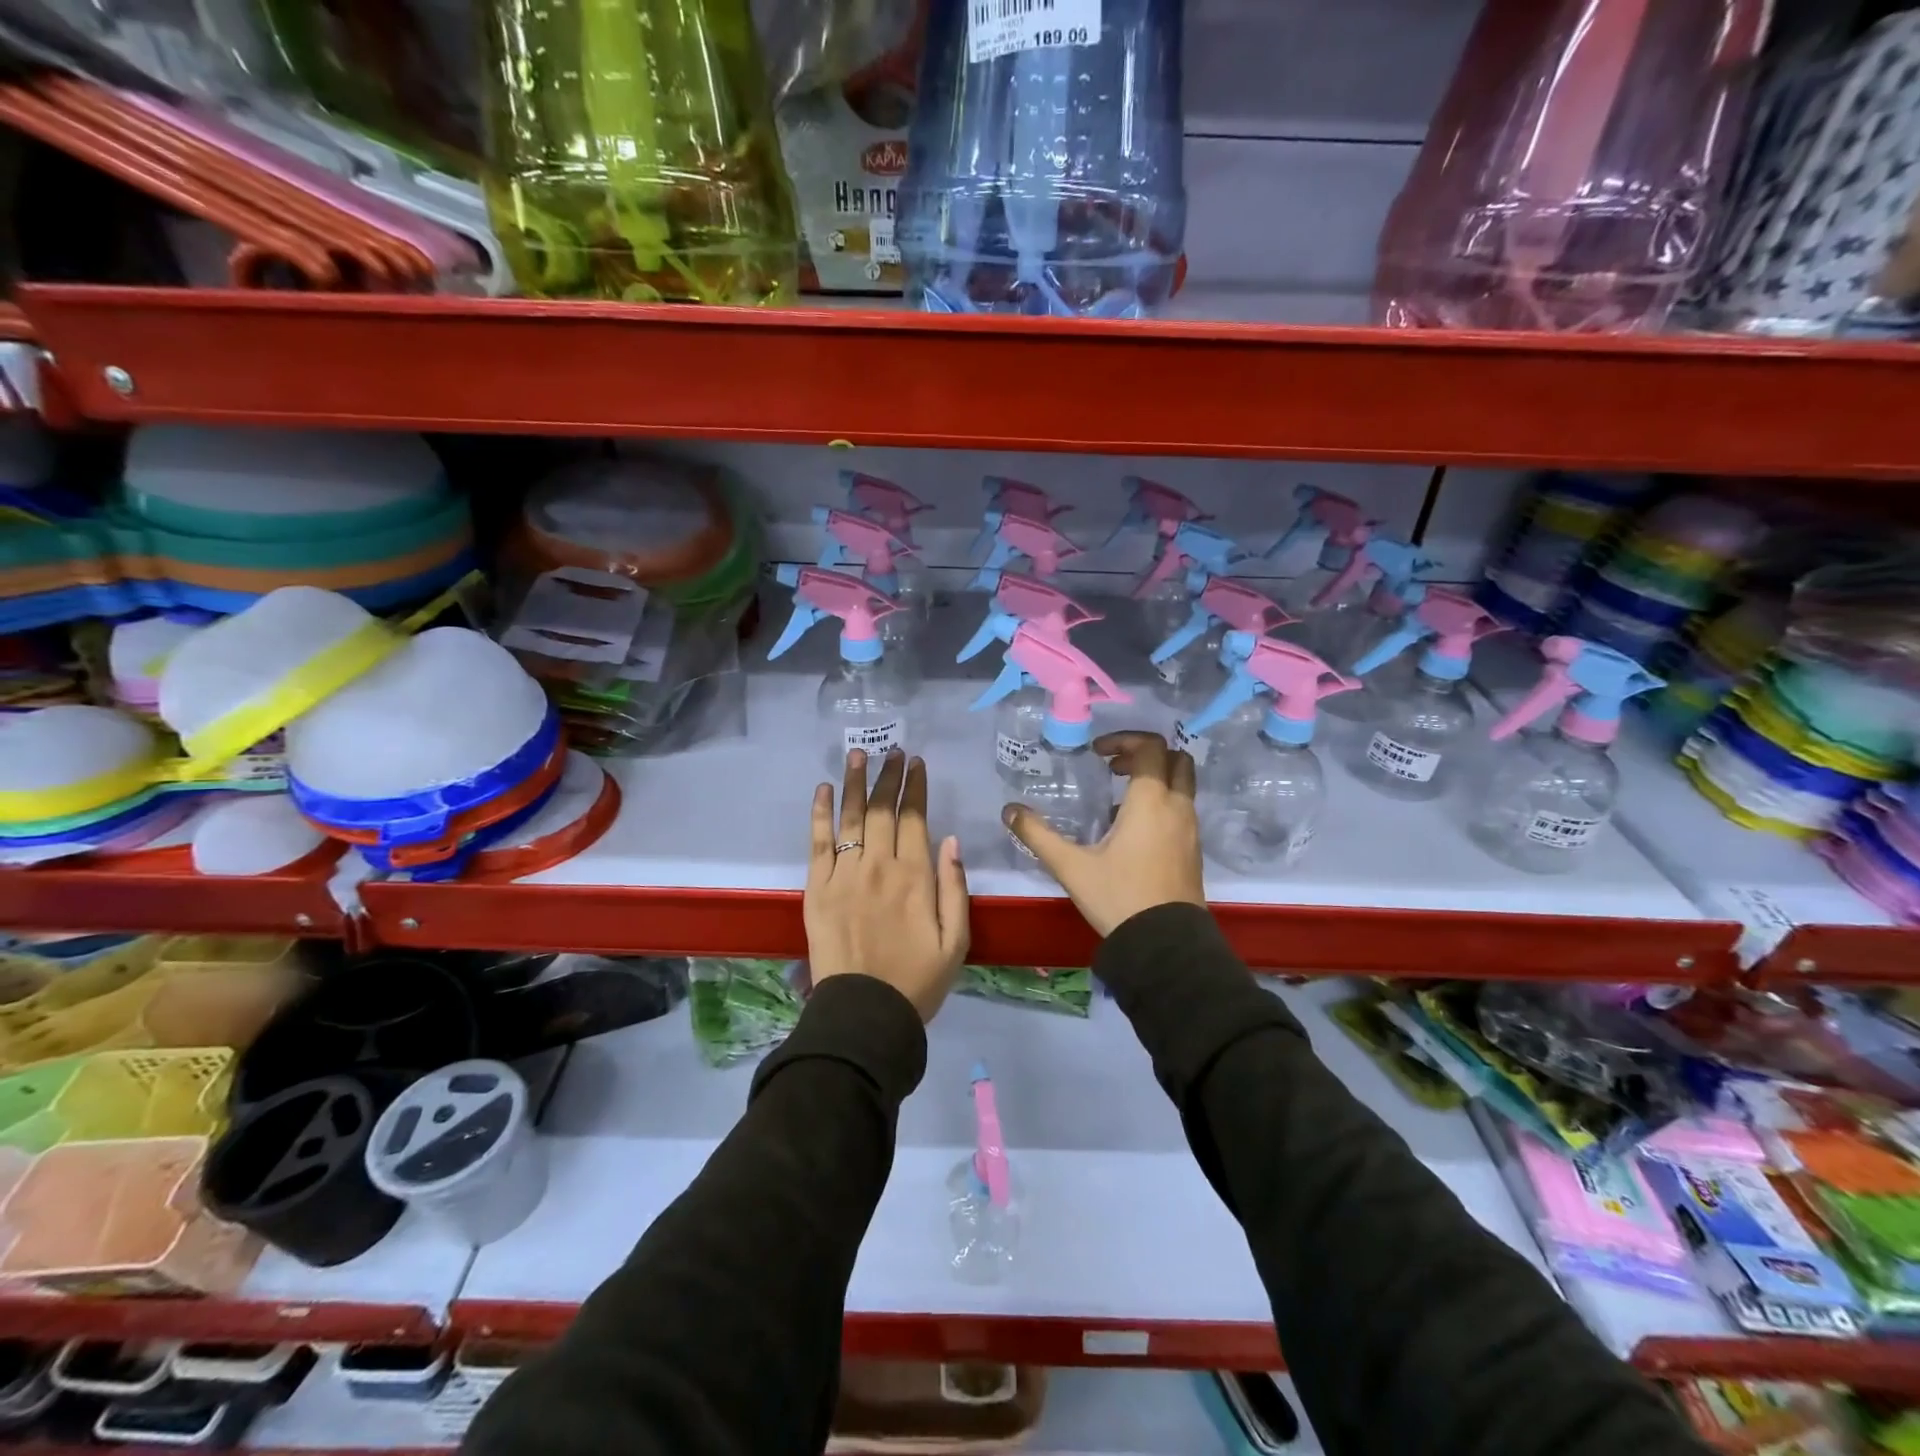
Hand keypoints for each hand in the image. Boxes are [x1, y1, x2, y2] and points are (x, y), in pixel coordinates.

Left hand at [806, 749, 969, 1020]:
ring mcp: (844, 874)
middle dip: (888, 776)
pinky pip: (818, 842)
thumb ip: (955, 888)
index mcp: (916, 877)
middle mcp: (879, 866)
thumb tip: (951, 840)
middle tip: (892, 752)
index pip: (914, 818)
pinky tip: (824, 789)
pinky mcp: (817, 887)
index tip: (916, 763)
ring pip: (851, 817)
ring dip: (855, 782)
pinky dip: (821, 813)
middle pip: (882, 809)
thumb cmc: (917, 980)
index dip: (915, 787)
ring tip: (858, 754)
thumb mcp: (956, 941)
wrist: (863, 1013)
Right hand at [1003, 731, 1204, 936]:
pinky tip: (1131, 831)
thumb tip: (1009, 811)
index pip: (1149, 747)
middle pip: (1176, 759)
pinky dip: (1162, 803)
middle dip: (1145, 754)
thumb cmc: (1119, 897)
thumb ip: (1038, 835)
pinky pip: (1182, 809)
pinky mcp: (1193, 850)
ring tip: (1117, 800)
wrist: (1165, 945)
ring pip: (1182, 785)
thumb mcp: (1071, 867)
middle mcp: (1177, 807)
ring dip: (1154, 779)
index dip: (1123, 740)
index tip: (1098, 754)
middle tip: (1113, 768)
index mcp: (1151, 801)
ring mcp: (1190, 829)